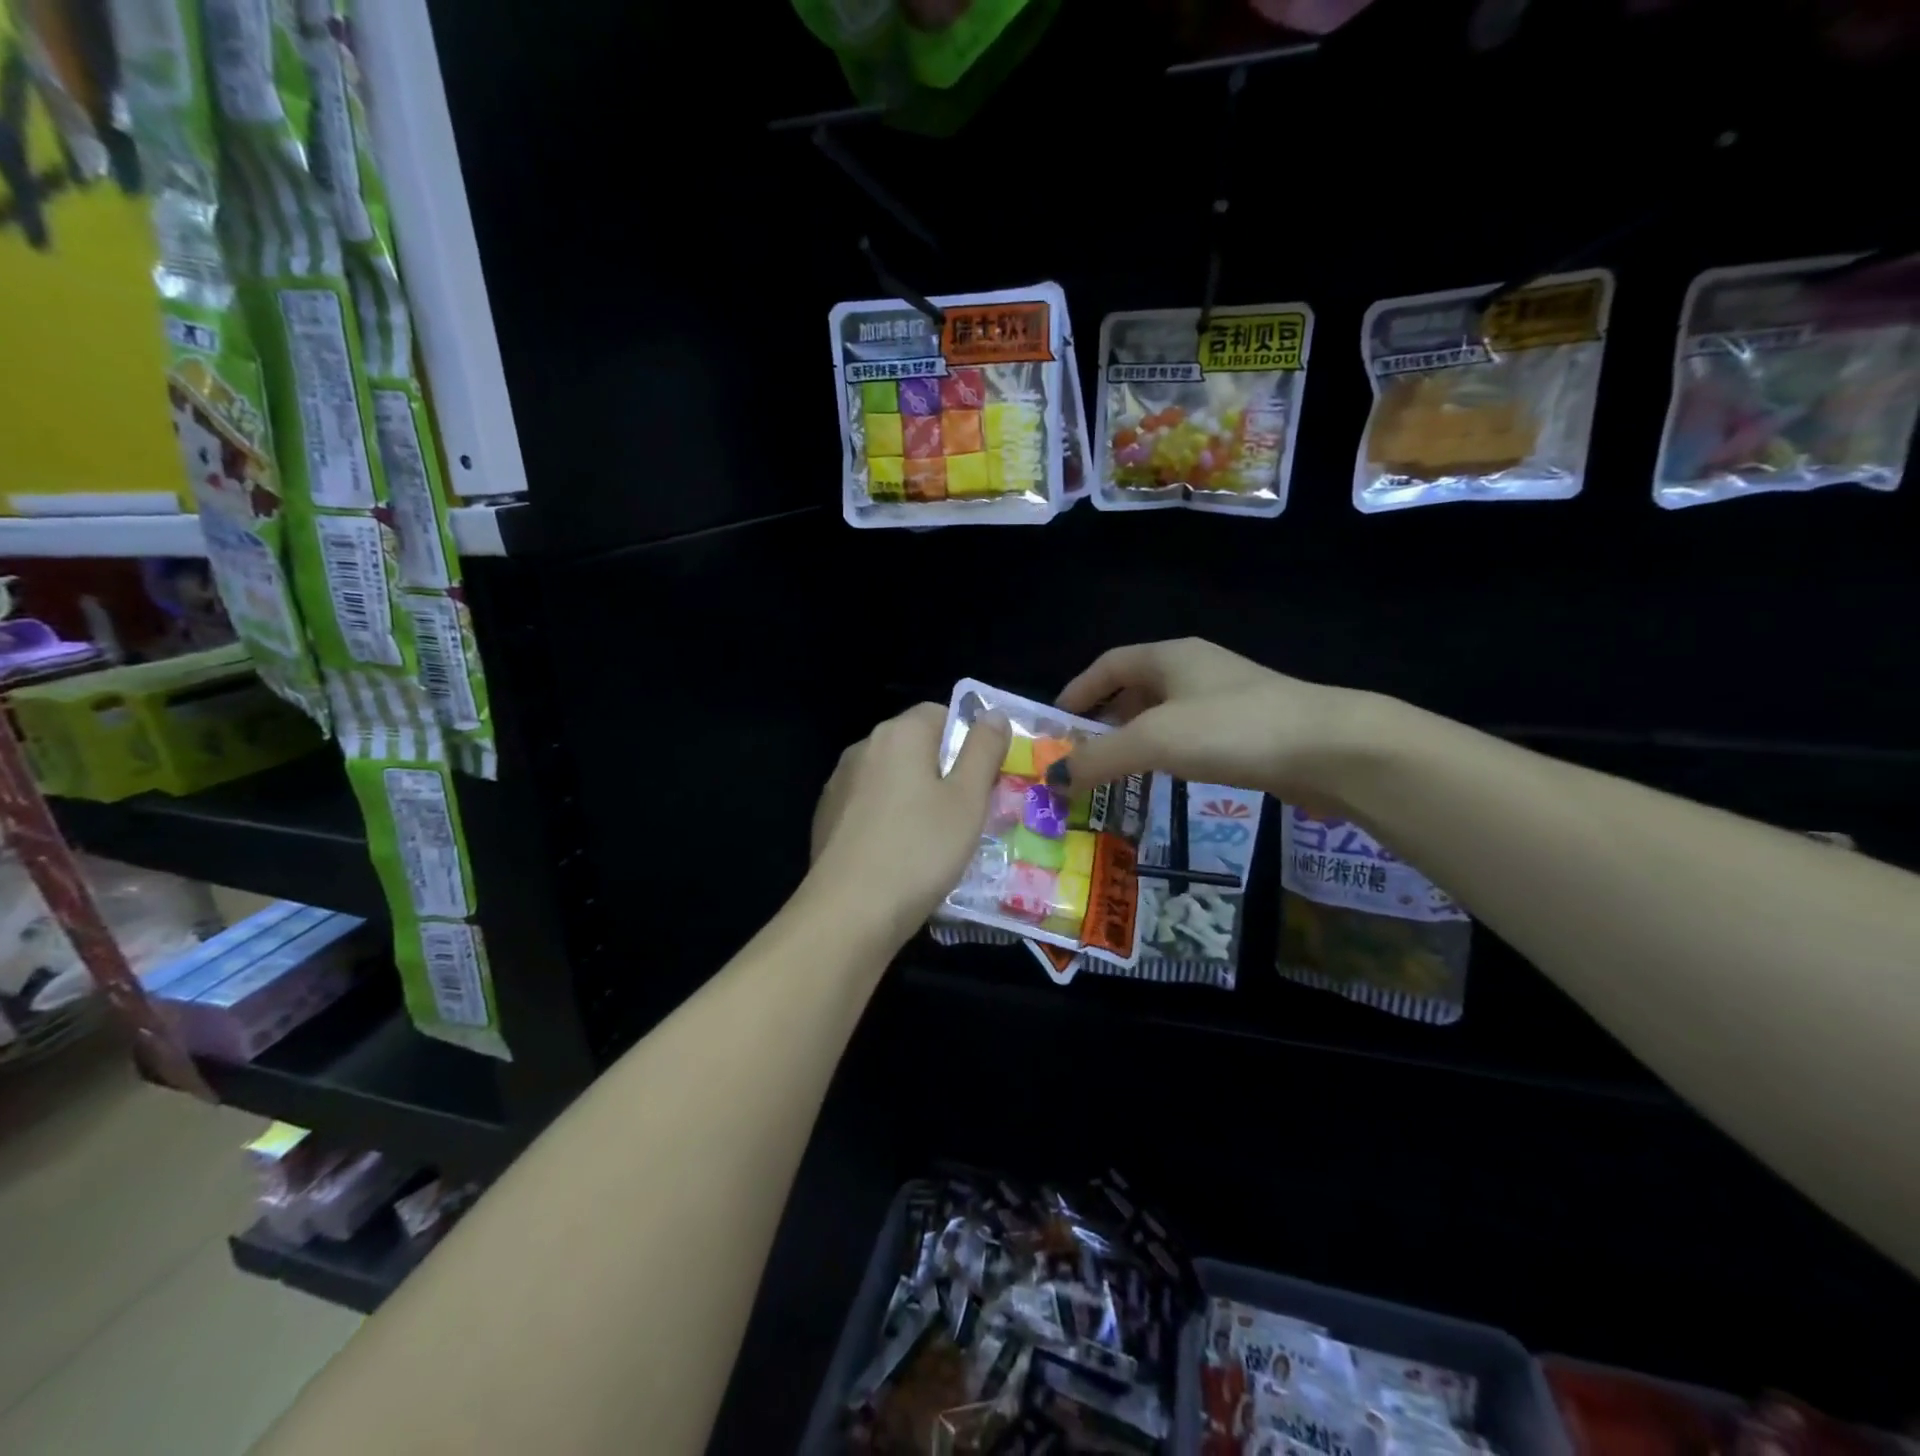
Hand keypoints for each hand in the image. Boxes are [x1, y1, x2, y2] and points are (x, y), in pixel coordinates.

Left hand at [808, 703, 1010, 938]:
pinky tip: (899, 857)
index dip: (967, 742)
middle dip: (943, 773)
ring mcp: (839, 784)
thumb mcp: (968, 799)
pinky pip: (869, 807)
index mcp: (899, 733)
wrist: (849, 912)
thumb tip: (993, 714)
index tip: (982, 782)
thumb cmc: (920, 849)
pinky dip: (888, 821)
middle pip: (915, 746)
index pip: (941, 713)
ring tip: (934, 842)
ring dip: (915, 798)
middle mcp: (863, 748)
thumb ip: (983, 749)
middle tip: (966, 815)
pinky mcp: (826, 818)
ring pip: (891, 779)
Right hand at [1048, 638, 1367, 802]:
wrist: (1331, 749)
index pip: (1109, 664)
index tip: (1056, 724)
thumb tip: (1053, 780)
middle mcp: (1195, 669)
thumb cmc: (1232, 730)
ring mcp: (1226, 698)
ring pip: (1164, 714)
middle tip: (1083, 754)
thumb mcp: (1153, 741)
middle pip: (1135, 688)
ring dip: (1135, 739)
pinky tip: (1166, 777)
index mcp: (1170, 656)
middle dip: (1104, 719)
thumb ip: (1098, 759)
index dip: (1078, 690)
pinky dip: (1166, 753)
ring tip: (1116, 771)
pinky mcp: (1248, 729)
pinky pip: (1191, 735)